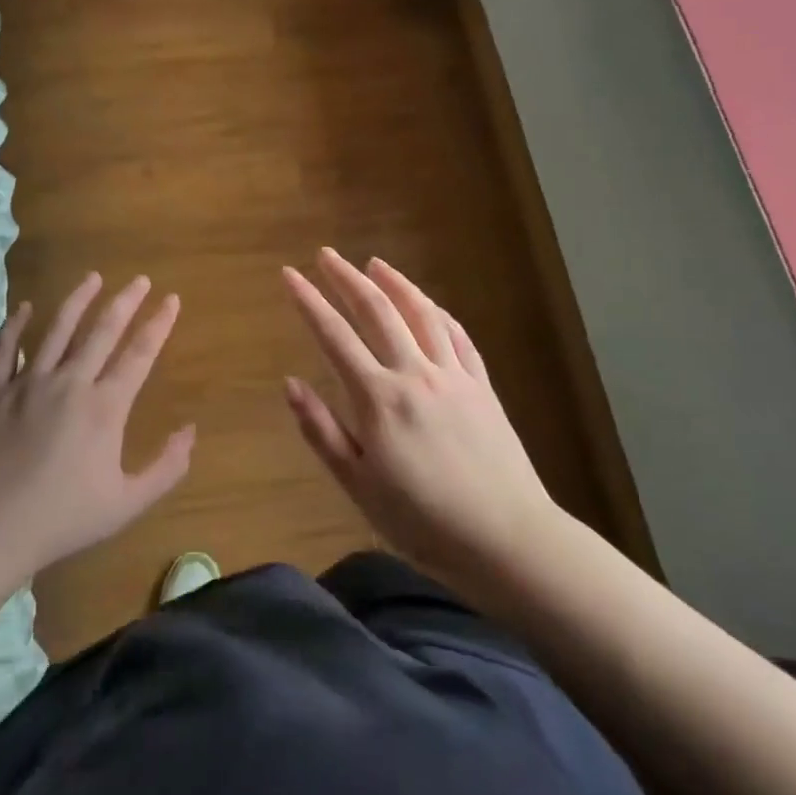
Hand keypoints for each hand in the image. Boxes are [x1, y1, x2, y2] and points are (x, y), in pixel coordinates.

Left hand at [0, 273, 193, 585]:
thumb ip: (165, 467)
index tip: (172, 299)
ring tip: (93, 277)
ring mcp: (26, 383)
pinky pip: (4, 349)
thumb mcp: (126, 504)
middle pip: (102, 331)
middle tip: (139, 279)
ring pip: (56, 329)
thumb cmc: (61, 520)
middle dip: (125, 302)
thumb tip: (191, 431)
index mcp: (104, 407)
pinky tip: (24, 307)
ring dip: (77, 300)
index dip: (159, 324)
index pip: (139, 354)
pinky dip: (15, 325)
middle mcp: (69, 383)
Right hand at [282, 249, 557, 589]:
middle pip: (377, 312)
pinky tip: (429, 304)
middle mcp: (415, 374)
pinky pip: (458, 337)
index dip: (309, 301)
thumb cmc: (422, 520)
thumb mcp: (358, 485)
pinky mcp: (482, 387)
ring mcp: (453, 376)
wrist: (506, 539)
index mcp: (378, 399)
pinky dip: (438, 313)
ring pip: (421, 315)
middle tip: (326, 255)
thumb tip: (291, 383)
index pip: (334, 336)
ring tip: (375, 264)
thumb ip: (322, 431)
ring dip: (396, 283)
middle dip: (347, 279)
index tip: (289, 275)